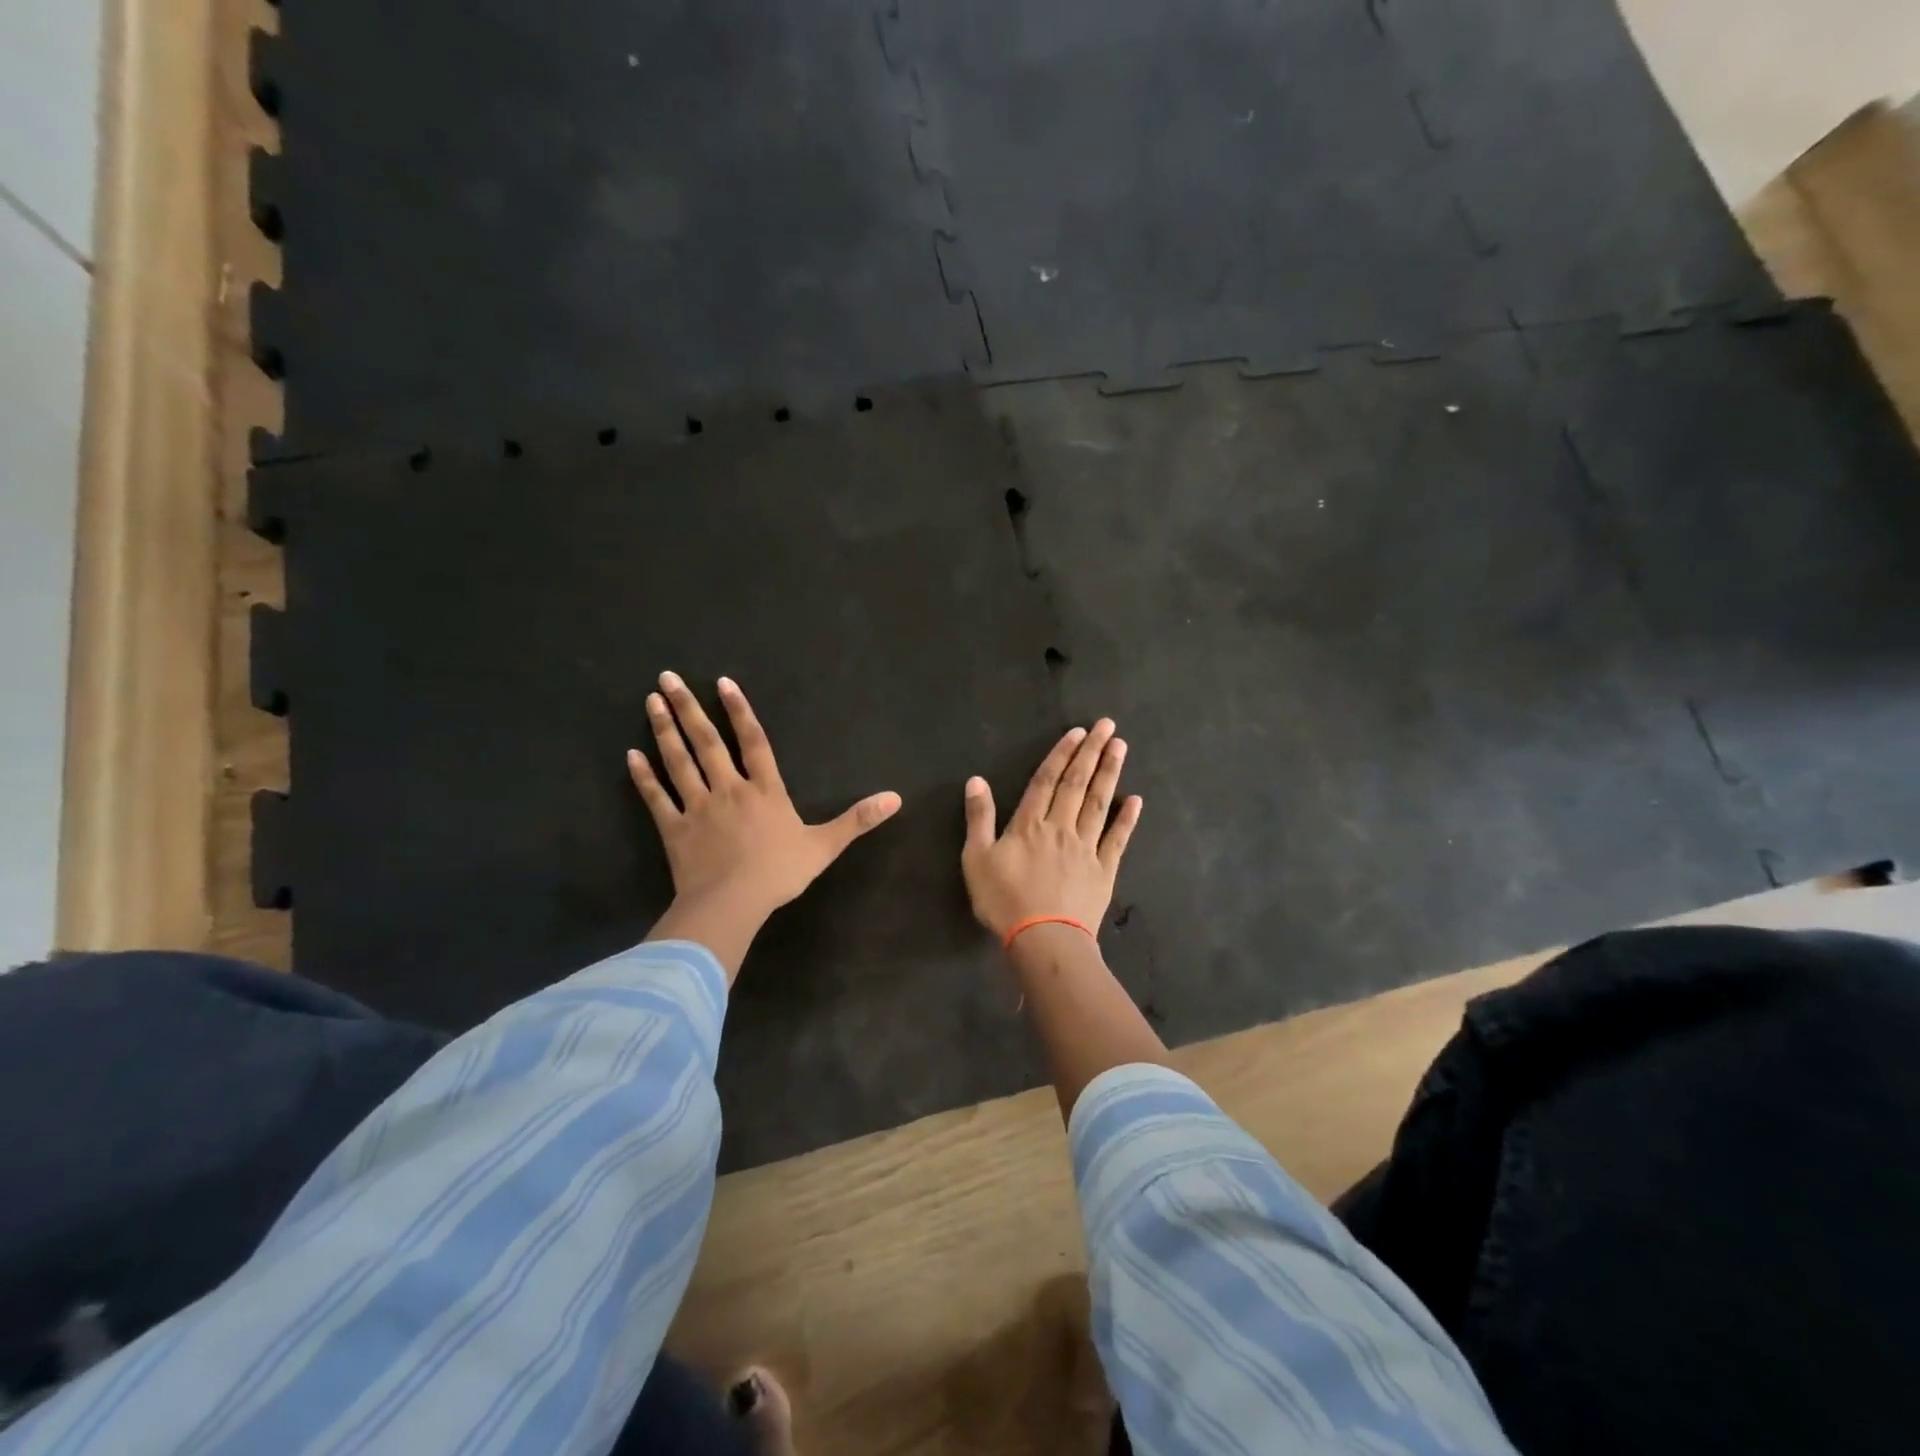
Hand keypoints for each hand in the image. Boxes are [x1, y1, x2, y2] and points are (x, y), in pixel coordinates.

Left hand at [629, 672, 901, 930]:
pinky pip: (657, 798)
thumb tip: (896, 797)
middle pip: (708, 742)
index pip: (753, 742)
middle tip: (667, 678)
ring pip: (679, 762)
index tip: (722, 682)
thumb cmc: (780, 873)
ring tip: (652, 701)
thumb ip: (858, 819)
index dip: (739, 711)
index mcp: (765, 790)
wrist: (733, 903)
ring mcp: (698, 807)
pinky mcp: (674, 829)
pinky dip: (644, 778)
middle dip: (689, 708)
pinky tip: (632, 756)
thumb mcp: (826, 845)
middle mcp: (729, 789)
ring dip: (665, 730)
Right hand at [961, 719, 1142, 939]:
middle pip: (1077, 784)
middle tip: (1107, 726)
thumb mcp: (977, 859)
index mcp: (1029, 824)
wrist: (1043, 939)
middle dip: (1092, 752)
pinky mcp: (1104, 869)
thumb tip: (976, 780)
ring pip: (1099, 803)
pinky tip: (1135, 800)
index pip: (1046, 780)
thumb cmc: (1004, 900)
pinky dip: (1127, 819)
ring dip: (1110, 773)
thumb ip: (979, 818)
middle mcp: (1061, 827)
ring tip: (1120, 747)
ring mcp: (1086, 847)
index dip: (1061, 754)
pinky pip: (1117, 839)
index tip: (1078, 732)